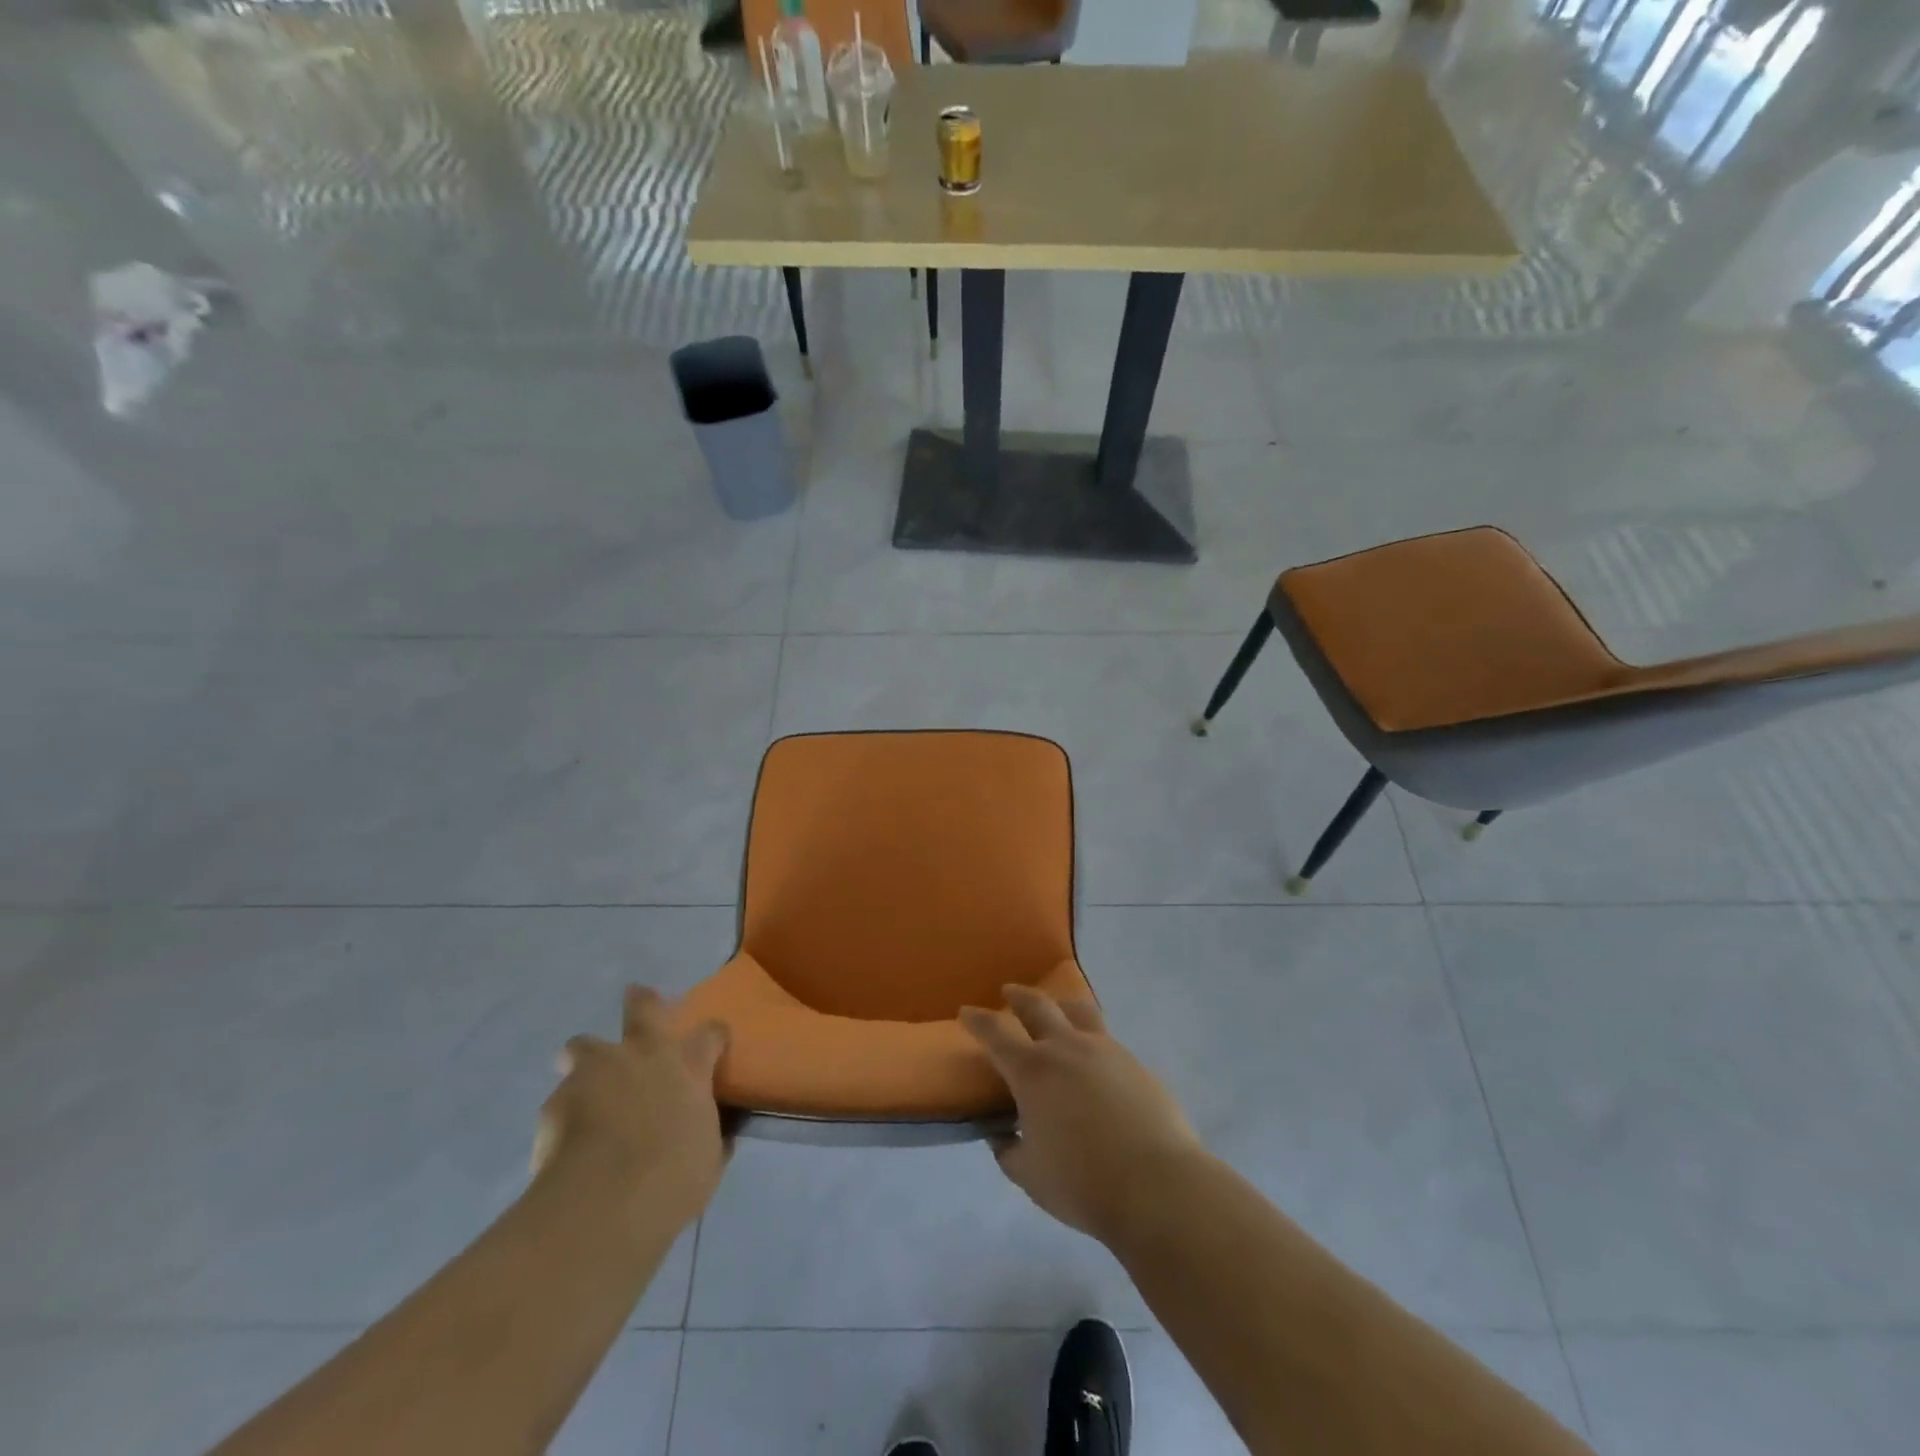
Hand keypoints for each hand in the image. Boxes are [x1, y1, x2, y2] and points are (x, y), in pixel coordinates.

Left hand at [532, 986, 730, 1230]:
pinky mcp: (556, 1099)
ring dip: (586, 1060)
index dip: (713, 1038)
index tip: (713, 1047)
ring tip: (586, 1088)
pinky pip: (560, 1100)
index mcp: (687, 1065)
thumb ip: (710, 1137)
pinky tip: (566, 1144)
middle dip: (640, 1001)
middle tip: (636, 1005)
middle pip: (643, 1007)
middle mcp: (644, 1055)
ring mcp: (597, 1070)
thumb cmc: (672, 1177)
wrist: (604, 1201)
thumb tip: (720, 1135)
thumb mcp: (708, 1159)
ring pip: (583, 1045)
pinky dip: (564, 1116)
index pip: (711, 1033)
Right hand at [961, 985, 1203, 1246]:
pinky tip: (1095, 1060)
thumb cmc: (1082, 1182)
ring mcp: (1105, 1050)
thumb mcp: (1030, 1175)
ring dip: (1060, 1006)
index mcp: (1033, 1071)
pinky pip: (1107, 1039)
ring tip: (1058, 1010)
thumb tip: (1001, 1135)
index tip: (966, 1012)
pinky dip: (1092, 1039)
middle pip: (1038, 1006)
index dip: (978, 1021)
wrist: (1156, 1184)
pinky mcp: (1136, 1063)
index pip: (996, 1034)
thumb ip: (1009, 1151)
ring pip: (1078, 1011)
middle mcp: (1066, 1048)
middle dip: (1019, 996)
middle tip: (1009, 993)